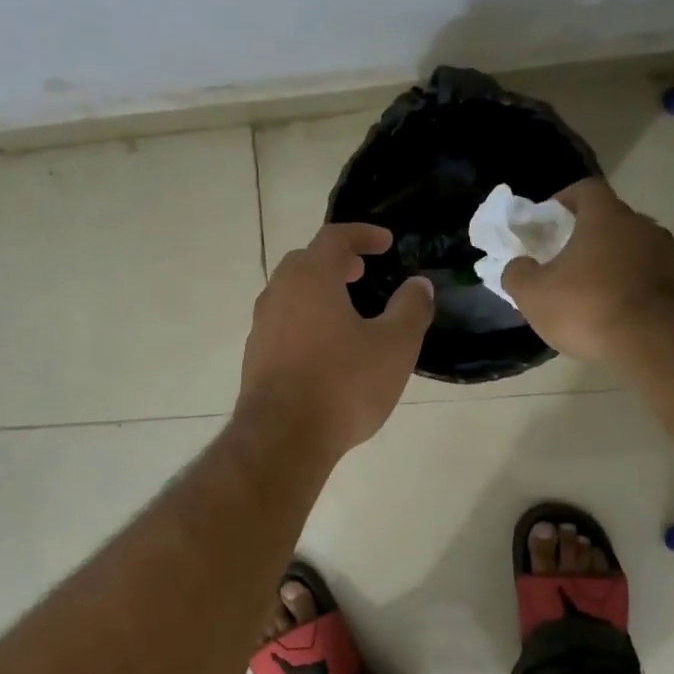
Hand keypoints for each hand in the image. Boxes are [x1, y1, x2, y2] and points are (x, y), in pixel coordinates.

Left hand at [237, 223, 434, 458]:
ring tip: (347, 309)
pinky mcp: (255, 356)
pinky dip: (306, 318)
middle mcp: (279, 293)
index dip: (363, 234)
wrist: (283, 438)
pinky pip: (283, 323)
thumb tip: (418, 285)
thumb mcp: (394, 347)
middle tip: (362, 273)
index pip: (335, 238)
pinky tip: (325, 347)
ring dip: (319, 291)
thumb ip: (411, 309)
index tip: (386, 242)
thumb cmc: (343, 385)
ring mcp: (262, 326)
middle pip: (306, 262)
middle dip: (336, 261)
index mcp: (311, 278)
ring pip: (290, 293)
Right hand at [501, 179, 673, 361]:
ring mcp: (666, 256)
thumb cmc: (586, 306)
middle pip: (610, 220)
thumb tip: (518, 265)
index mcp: (606, 217)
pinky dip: (629, 287)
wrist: (651, 342)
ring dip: (610, 263)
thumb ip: (517, 273)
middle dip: (586, 236)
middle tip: (563, 259)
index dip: (564, 200)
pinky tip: (612, 312)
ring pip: (631, 250)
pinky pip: (646, 278)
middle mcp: (641, 226)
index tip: (549, 220)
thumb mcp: (532, 293)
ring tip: (588, 291)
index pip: (586, 189)